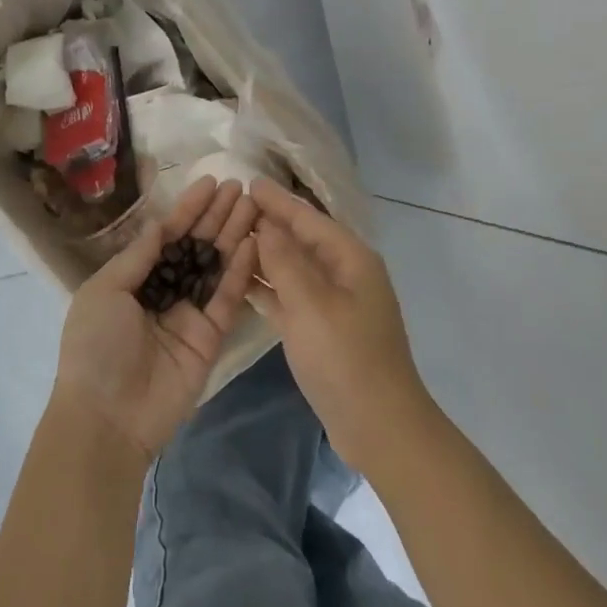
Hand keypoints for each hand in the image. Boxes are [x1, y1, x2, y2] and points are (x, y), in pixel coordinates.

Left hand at [53, 176, 260, 457]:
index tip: (211, 182)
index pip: (166, 236)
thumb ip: (139, 256)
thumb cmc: (96, 346)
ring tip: (254, 204)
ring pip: (216, 267)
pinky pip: (227, 298)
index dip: (188, 209)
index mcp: (133, 279)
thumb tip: (162, 223)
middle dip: (217, 216)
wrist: (108, 416)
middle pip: (196, 246)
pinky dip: (240, 270)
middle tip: (242, 186)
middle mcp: (164, 292)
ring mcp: (189, 314)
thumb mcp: (106, 290)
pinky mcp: (211, 337)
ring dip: (234, 235)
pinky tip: (253, 241)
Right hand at [248, 178, 435, 476]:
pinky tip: (240, 283)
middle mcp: (344, 275)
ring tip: (228, 240)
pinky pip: (290, 298)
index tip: (248, 182)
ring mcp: (333, 304)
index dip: (278, 201)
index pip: (308, 218)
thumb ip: (285, 262)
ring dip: (265, 255)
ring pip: (293, 269)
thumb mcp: (311, 304)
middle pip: (301, 240)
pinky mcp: (321, 330)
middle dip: (270, 223)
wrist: (378, 424)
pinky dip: (268, 289)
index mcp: (350, 259)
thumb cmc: (345, 358)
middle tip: (231, 208)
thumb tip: (266, 225)